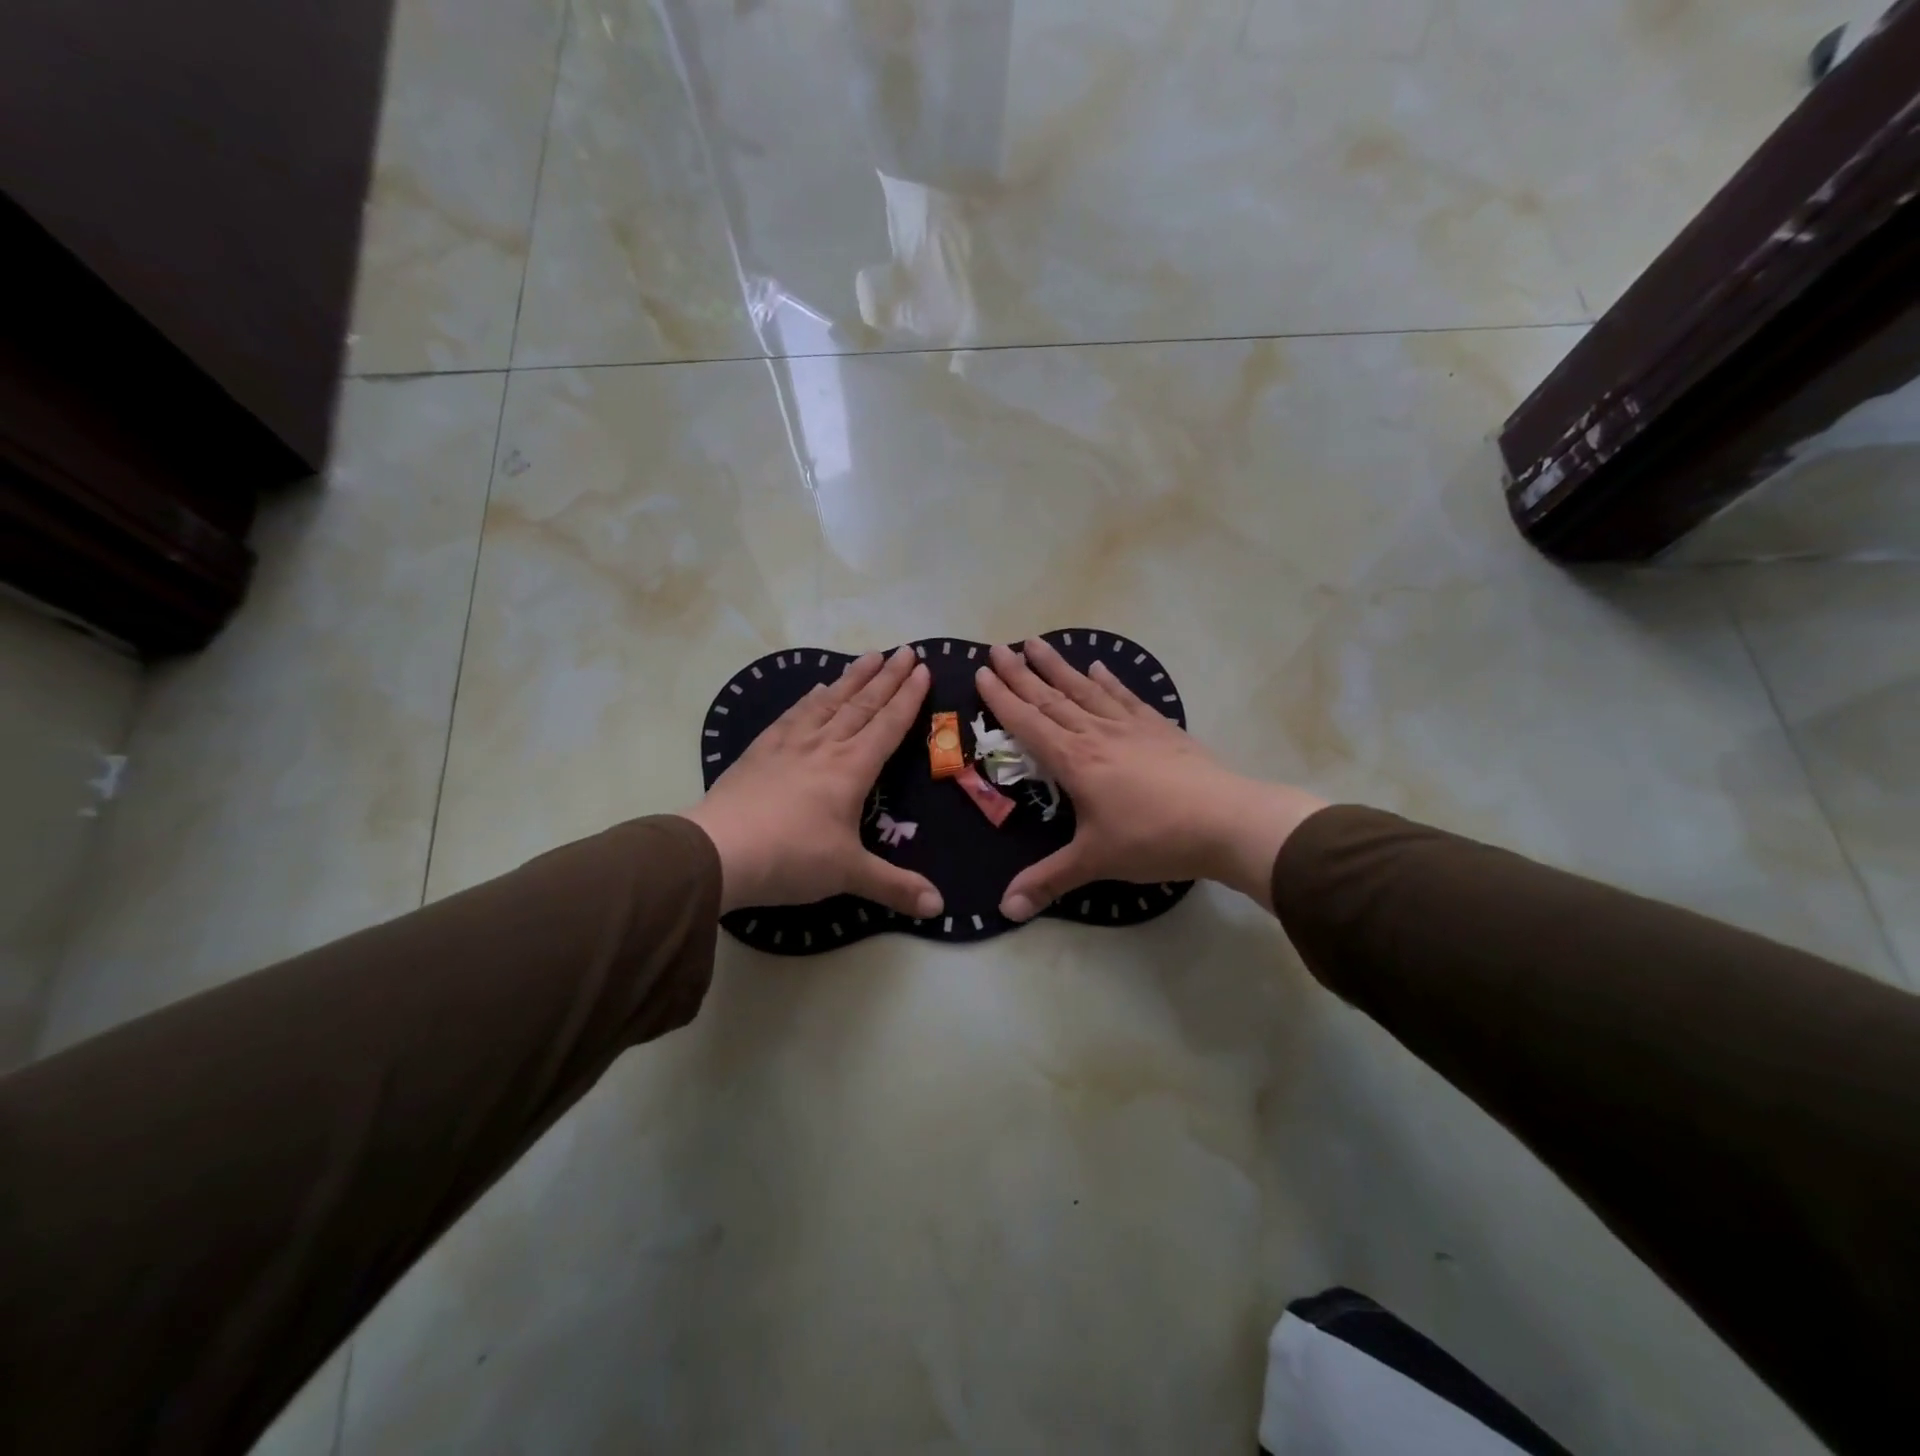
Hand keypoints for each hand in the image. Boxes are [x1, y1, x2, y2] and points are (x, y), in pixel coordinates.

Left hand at [682, 647, 943, 918]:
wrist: (719, 851)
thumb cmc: (791, 859)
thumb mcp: (848, 875)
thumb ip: (895, 887)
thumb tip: (940, 908)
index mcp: (852, 769)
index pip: (888, 725)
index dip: (908, 698)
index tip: (923, 669)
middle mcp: (825, 746)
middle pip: (863, 704)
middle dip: (888, 677)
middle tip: (905, 650)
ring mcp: (789, 744)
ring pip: (829, 702)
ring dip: (852, 678)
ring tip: (869, 656)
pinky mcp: (760, 750)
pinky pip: (793, 714)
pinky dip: (811, 698)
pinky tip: (816, 690)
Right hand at [976, 639, 1327, 919]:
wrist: (1225, 821)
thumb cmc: (1154, 839)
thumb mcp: (1095, 862)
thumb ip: (1048, 881)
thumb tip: (1004, 910)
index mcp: (1074, 761)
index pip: (1028, 722)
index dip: (1002, 698)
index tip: (981, 672)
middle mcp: (1097, 734)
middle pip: (1051, 697)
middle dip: (1022, 673)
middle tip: (998, 648)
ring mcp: (1131, 727)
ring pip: (1085, 689)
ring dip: (1058, 666)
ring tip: (1037, 642)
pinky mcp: (1160, 728)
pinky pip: (1126, 696)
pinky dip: (1109, 680)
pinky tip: (1099, 666)